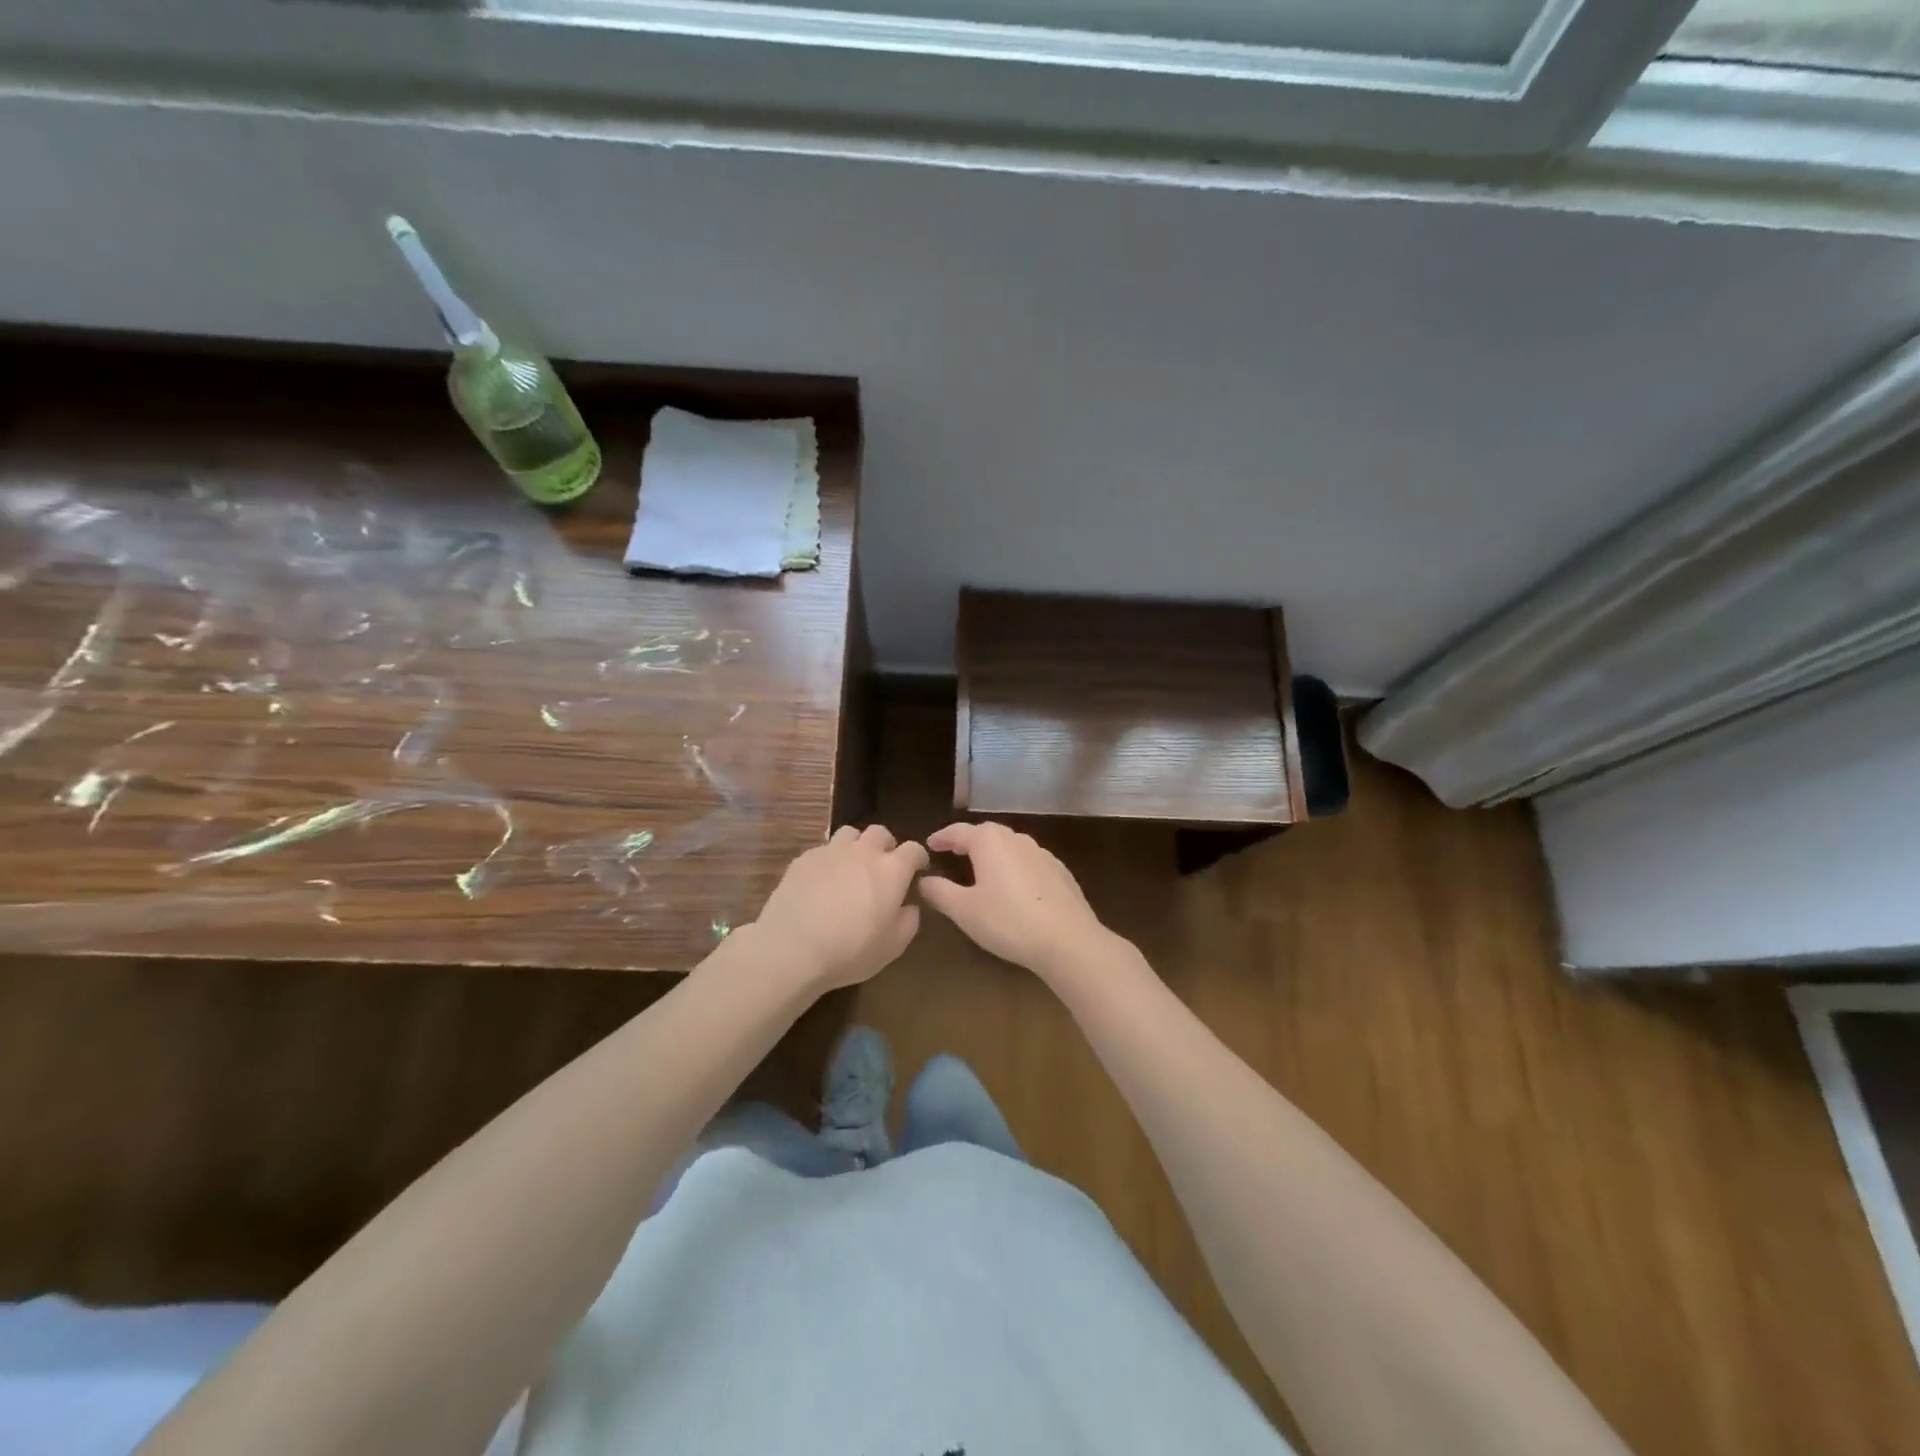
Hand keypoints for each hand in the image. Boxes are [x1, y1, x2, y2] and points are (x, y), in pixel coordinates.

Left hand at [751, 824, 927, 992]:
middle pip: (880, 832)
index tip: (918, 870)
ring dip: (856, 846)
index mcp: (891, 870)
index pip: (913, 849)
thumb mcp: (893, 946)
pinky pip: (823, 849)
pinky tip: (822, 881)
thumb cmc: (851, 950)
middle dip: (886, 846)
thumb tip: (909, 906)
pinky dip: (829, 860)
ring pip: (850, 834)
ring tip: (852, 867)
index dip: (918, 858)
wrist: (792, 948)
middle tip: (883, 867)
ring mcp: (831, 851)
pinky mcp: (804, 859)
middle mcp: (863, 852)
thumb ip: (909, 921)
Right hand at [918, 821, 1110, 977]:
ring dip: (993, 853)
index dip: (942, 837)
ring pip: (1011, 846)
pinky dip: (1015, 867)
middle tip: (953, 852)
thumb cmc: (1008, 921)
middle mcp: (1017, 839)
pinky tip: (1014, 886)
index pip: (959, 831)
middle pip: (988, 833)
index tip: (929, 844)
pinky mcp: (1060, 872)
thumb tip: (923, 880)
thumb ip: (939, 892)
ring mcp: (1043, 854)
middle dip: (968, 841)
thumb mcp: (964, 910)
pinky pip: (1029, 861)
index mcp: (990, 842)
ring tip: (982, 868)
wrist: (1068, 940)